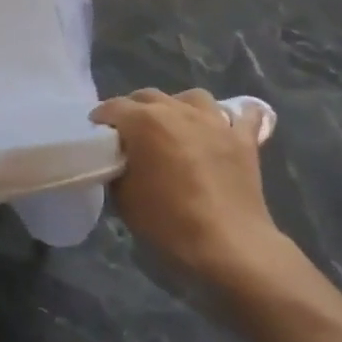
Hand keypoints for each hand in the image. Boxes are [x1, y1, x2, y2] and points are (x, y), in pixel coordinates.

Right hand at [90, 89, 296, 285]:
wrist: (227, 245)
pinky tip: (225, 126)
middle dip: (134, 109)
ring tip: (174, 125)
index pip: (113, 108)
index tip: (97, 133)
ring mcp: (215, 122)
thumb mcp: (124, 198)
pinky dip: (232, 117)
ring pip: (192, 97)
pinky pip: (243, 115)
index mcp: (145, 122)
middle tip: (130, 132)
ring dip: (178, 106)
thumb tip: (122, 160)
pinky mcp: (244, 139)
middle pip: (149, 96)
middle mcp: (178, 111)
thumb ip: (119, 168)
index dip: (101, 119)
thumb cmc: (168, 222)